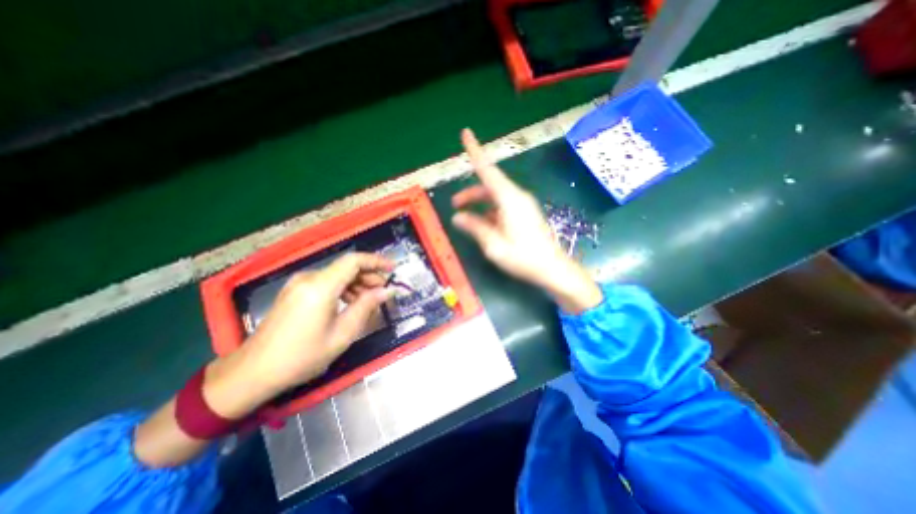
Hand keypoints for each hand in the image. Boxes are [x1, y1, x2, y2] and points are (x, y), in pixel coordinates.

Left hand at [239, 252, 393, 393]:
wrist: (252, 372)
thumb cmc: (301, 356)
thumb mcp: (342, 334)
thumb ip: (366, 307)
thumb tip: (387, 291)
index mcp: (320, 287)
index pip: (353, 261)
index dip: (376, 261)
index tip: (393, 269)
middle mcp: (308, 278)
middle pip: (346, 267)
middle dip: (369, 275)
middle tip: (385, 289)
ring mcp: (298, 283)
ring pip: (337, 275)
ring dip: (357, 283)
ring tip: (371, 298)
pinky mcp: (294, 291)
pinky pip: (326, 283)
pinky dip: (343, 289)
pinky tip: (351, 303)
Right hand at [449, 128, 602, 313]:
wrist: (553, 269)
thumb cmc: (523, 258)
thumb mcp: (494, 245)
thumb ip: (475, 228)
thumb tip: (458, 217)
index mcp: (510, 200)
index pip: (488, 170)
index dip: (475, 151)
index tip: (465, 133)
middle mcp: (517, 197)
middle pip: (489, 186)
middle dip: (470, 193)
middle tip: (454, 204)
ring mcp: (522, 205)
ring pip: (495, 197)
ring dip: (479, 204)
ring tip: (465, 218)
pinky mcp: (525, 214)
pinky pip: (503, 206)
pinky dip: (490, 212)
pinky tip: (482, 225)